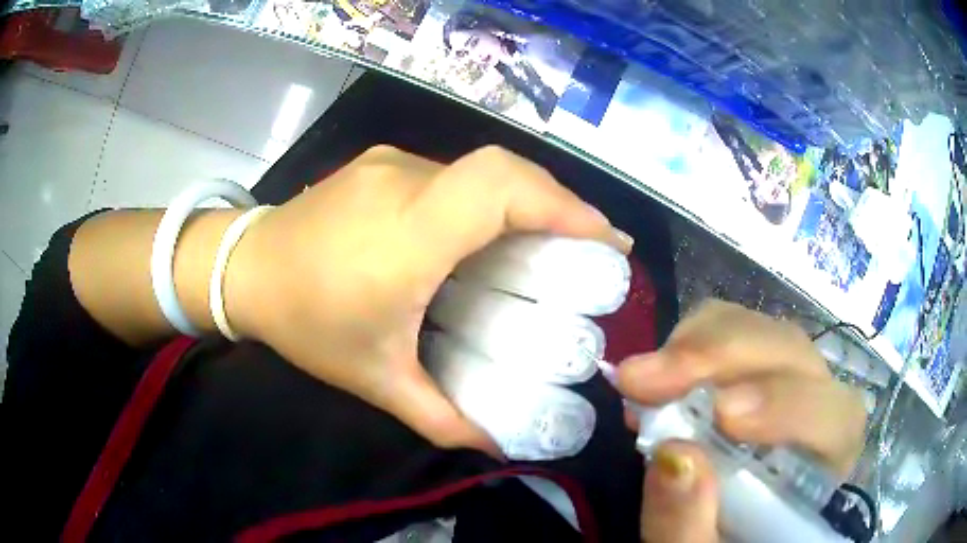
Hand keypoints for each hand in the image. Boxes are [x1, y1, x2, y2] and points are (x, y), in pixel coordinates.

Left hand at [226, 146, 629, 453]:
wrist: (242, 269)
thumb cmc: (304, 324)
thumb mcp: (374, 380)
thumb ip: (440, 419)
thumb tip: (496, 447)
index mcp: (407, 235)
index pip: (500, 189)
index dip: (563, 204)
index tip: (605, 240)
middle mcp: (403, 183)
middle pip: (503, 171)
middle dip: (559, 204)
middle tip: (589, 247)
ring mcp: (390, 164)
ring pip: (478, 171)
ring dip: (523, 201)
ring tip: (546, 243)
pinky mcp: (381, 162)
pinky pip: (451, 173)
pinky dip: (486, 198)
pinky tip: (483, 234)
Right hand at [616, 300, 866, 542]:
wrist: (720, 531)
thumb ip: (688, 526)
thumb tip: (674, 455)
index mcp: (825, 463)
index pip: (835, 417)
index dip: (787, 406)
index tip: (720, 416)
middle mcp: (818, 406)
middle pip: (793, 356)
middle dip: (721, 358)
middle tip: (644, 380)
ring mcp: (786, 379)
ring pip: (760, 332)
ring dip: (698, 345)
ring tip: (640, 379)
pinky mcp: (753, 367)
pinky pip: (731, 328)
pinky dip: (689, 341)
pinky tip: (657, 375)